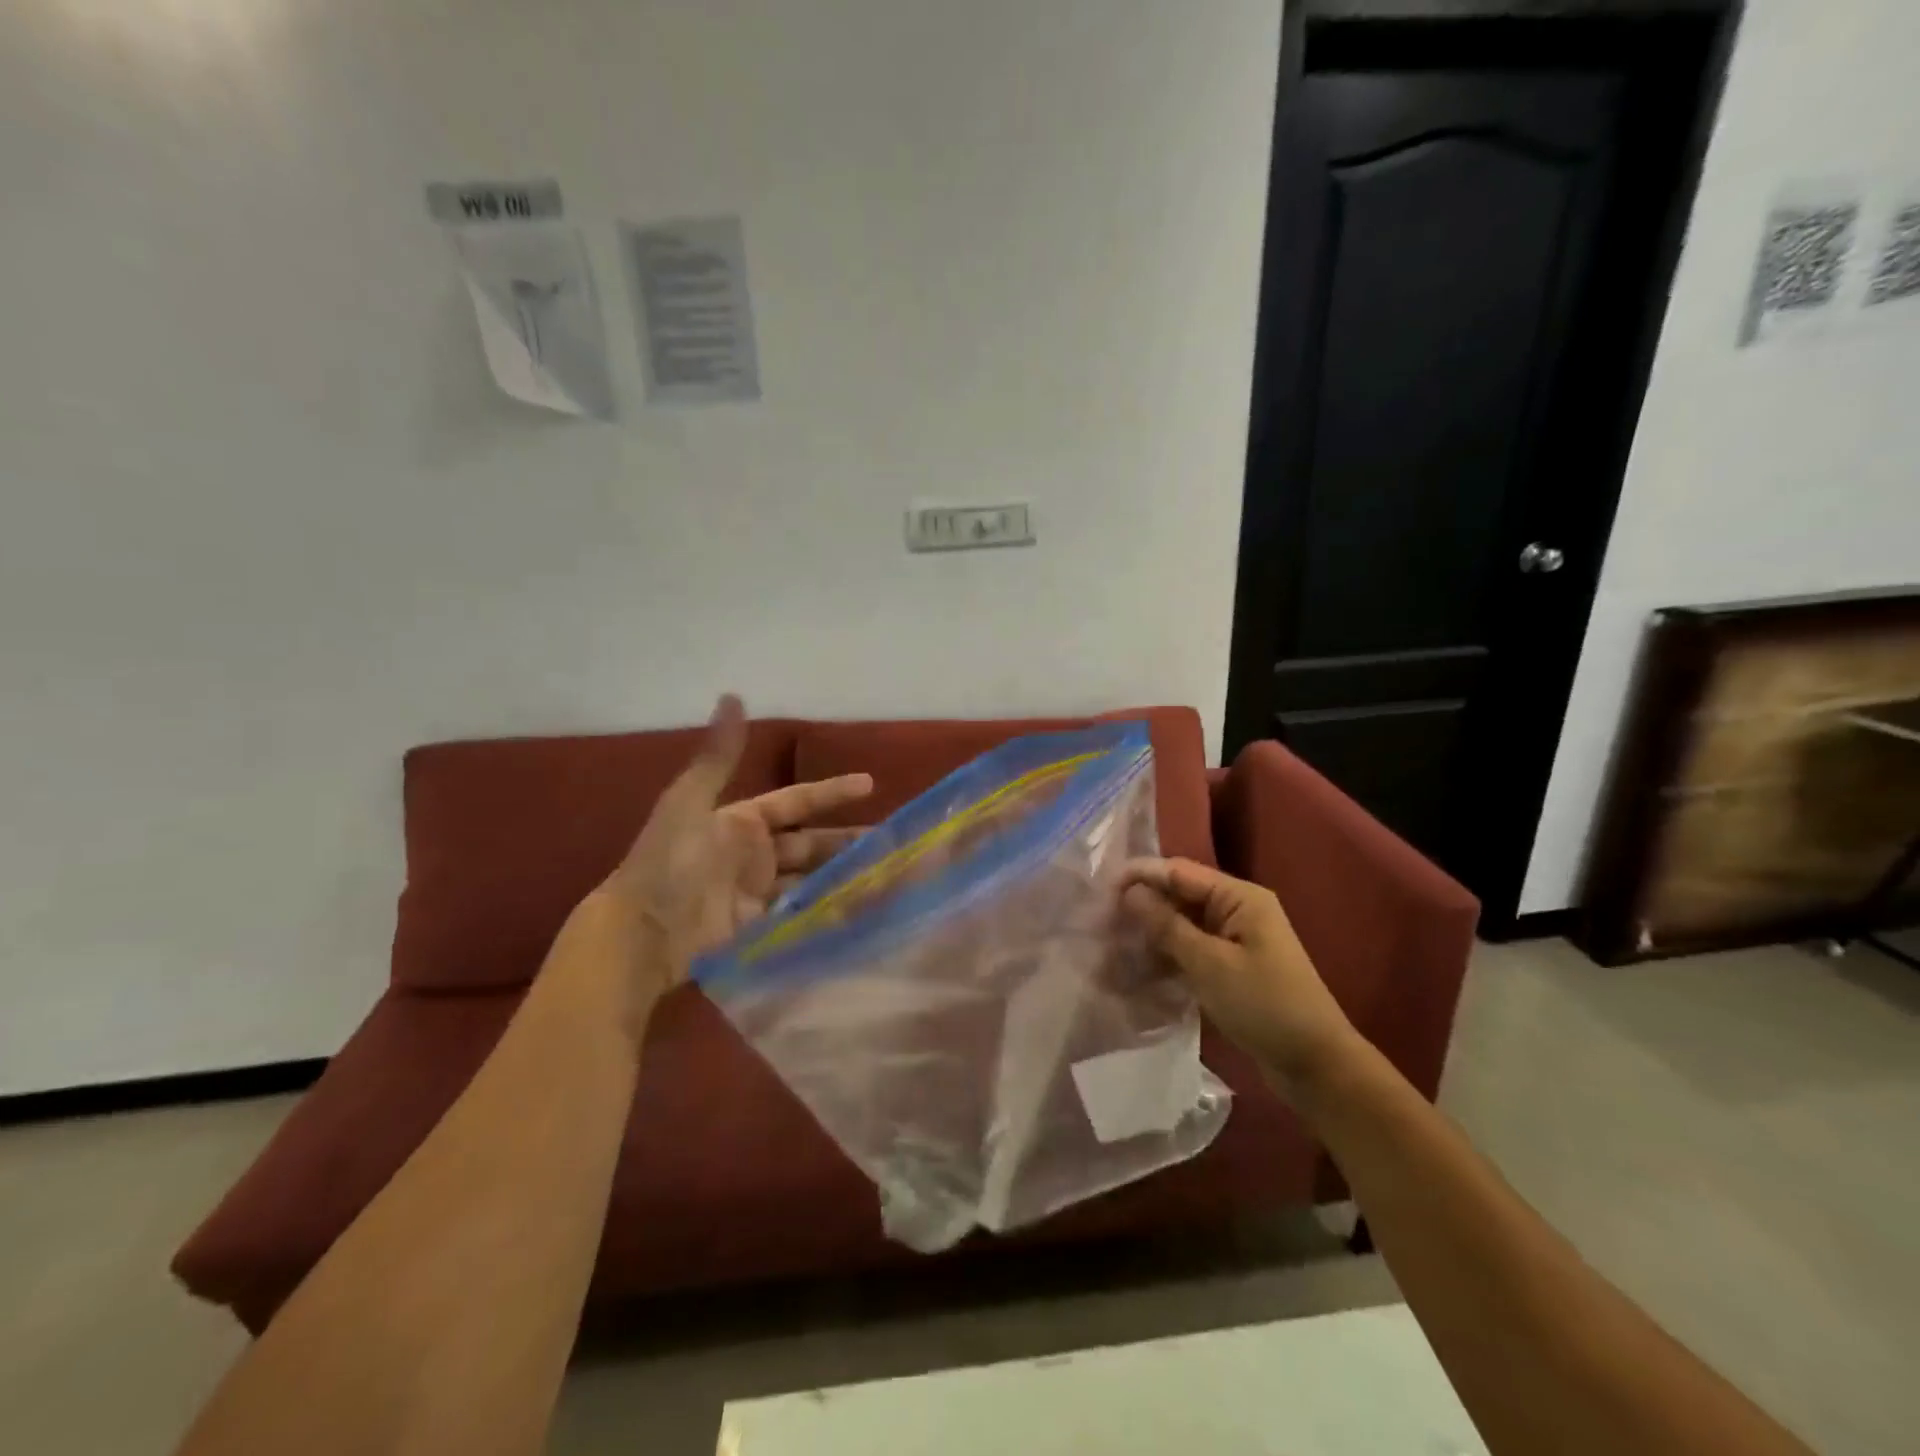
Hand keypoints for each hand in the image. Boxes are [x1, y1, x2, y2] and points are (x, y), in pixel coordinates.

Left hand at [580, 695, 871, 1006]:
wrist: (643, 932)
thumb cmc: (669, 863)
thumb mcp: (691, 802)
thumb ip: (719, 756)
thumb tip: (733, 694)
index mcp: (741, 821)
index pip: (797, 801)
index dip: (831, 792)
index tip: (869, 784)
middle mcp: (754, 853)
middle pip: (811, 843)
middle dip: (847, 841)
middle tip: (889, 841)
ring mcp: (758, 891)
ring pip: (811, 878)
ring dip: (842, 876)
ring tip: (882, 876)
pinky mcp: (759, 926)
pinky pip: (800, 913)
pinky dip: (826, 909)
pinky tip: (856, 908)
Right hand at [1121, 857, 1358, 1095]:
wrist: (1315, 1065)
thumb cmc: (1264, 1005)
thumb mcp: (1209, 964)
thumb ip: (1167, 925)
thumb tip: (1130, 892)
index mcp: (1239, 897)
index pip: (1179, 872)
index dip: (1140, 876)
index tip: (1100, 890)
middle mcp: (1236, 910)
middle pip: (1179, 896)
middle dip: (1141, 907)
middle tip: (1100, 922)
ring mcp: (1234, 939)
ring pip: (1181, 925)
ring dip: (1149, 934)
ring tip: (1110, 947)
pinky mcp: (1230, 967)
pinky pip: (1190, 950)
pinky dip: (1165, 956)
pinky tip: (1136, 970)